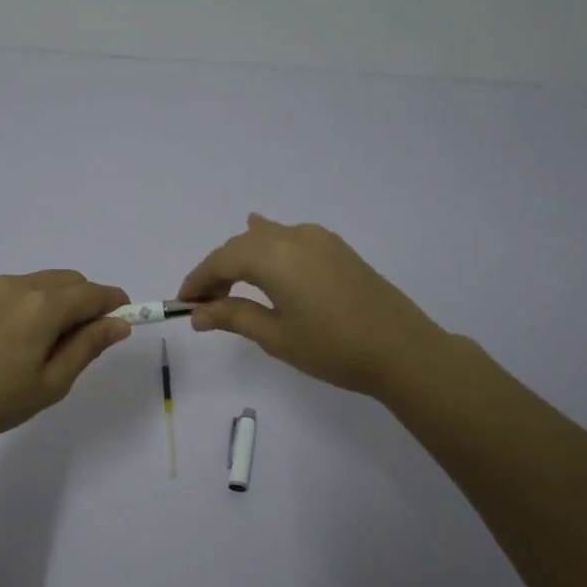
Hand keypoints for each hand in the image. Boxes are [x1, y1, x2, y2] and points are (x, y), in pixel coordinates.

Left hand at [0, 270, 131, 450]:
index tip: (126, 325)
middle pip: (73, 281)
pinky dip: (43, 303)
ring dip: (66, 303)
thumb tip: (119, 324)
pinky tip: (31, 340)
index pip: (94, 293)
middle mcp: (23, 285)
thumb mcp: (52, 382)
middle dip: (90, 303)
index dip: (116, 305)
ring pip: (50, 283)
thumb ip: (88, 346)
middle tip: (87, 345)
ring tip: (56, 347)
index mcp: (44, 305)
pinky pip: (27, 289)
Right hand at [178, 214, 447, 398]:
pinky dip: (268, 245)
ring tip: (231, 284)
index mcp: (273, 256)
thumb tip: (198, 313)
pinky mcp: (336, 248)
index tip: (183, 304)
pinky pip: (290, 237)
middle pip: (241, 245)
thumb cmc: (333, 348)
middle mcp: (293, 236)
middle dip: (218, 270)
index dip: (198, 280)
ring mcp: (318, 239)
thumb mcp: (276, 337)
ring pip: (265, 238)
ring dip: (243, 258)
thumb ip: (233, 317)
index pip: (221, 260)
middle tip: (206, 304)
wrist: (402, 350)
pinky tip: (263, 242)